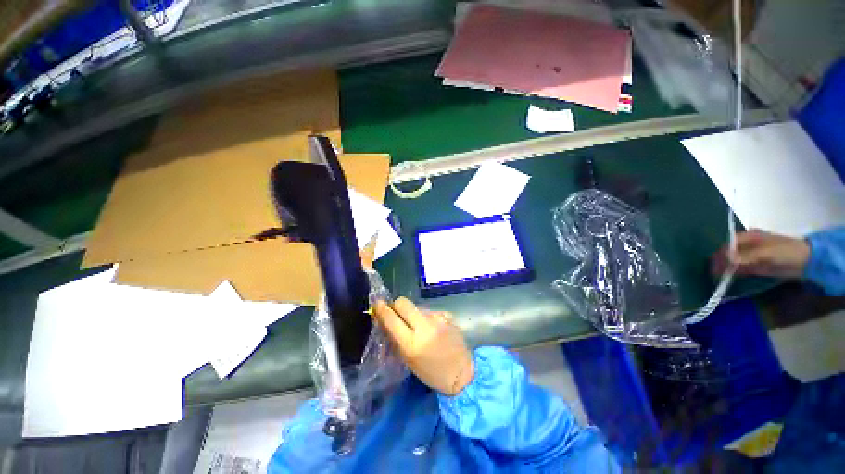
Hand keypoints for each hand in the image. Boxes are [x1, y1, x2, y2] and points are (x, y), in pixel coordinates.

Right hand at [373, 297, 473, 395]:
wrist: (461, 372)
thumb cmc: (431, 372)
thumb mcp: (408, 359)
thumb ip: (396, 338)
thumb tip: (385, 319)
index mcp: (411, 344)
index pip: (391, 319)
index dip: (382, 309)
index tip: (377, 303)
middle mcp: (425, 327)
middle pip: (403, 303)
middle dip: (397, 305)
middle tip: (397, 312)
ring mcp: (438, 319)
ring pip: (417, 306)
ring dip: (413, 313)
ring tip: (420, 327)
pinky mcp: (447, 315)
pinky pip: (430, 311)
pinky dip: (427, 317)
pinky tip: (433, 328)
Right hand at [712, 230, 810, 277]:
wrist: (807, 261)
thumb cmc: (787, 252)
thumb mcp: (766, 253)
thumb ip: (746, 256)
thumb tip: (725, 260)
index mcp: (748, 237)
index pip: (728, 244)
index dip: (720, 254)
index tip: (713, 265)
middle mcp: (747, 245)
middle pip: (728, 252)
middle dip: (720, 261)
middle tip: (713, 273)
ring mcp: (752, 256)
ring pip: (733, 261)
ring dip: (725, 268)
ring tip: (716, 276)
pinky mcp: (756, 265)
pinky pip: (740, 268)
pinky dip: (733, 272)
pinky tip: (727, 278)